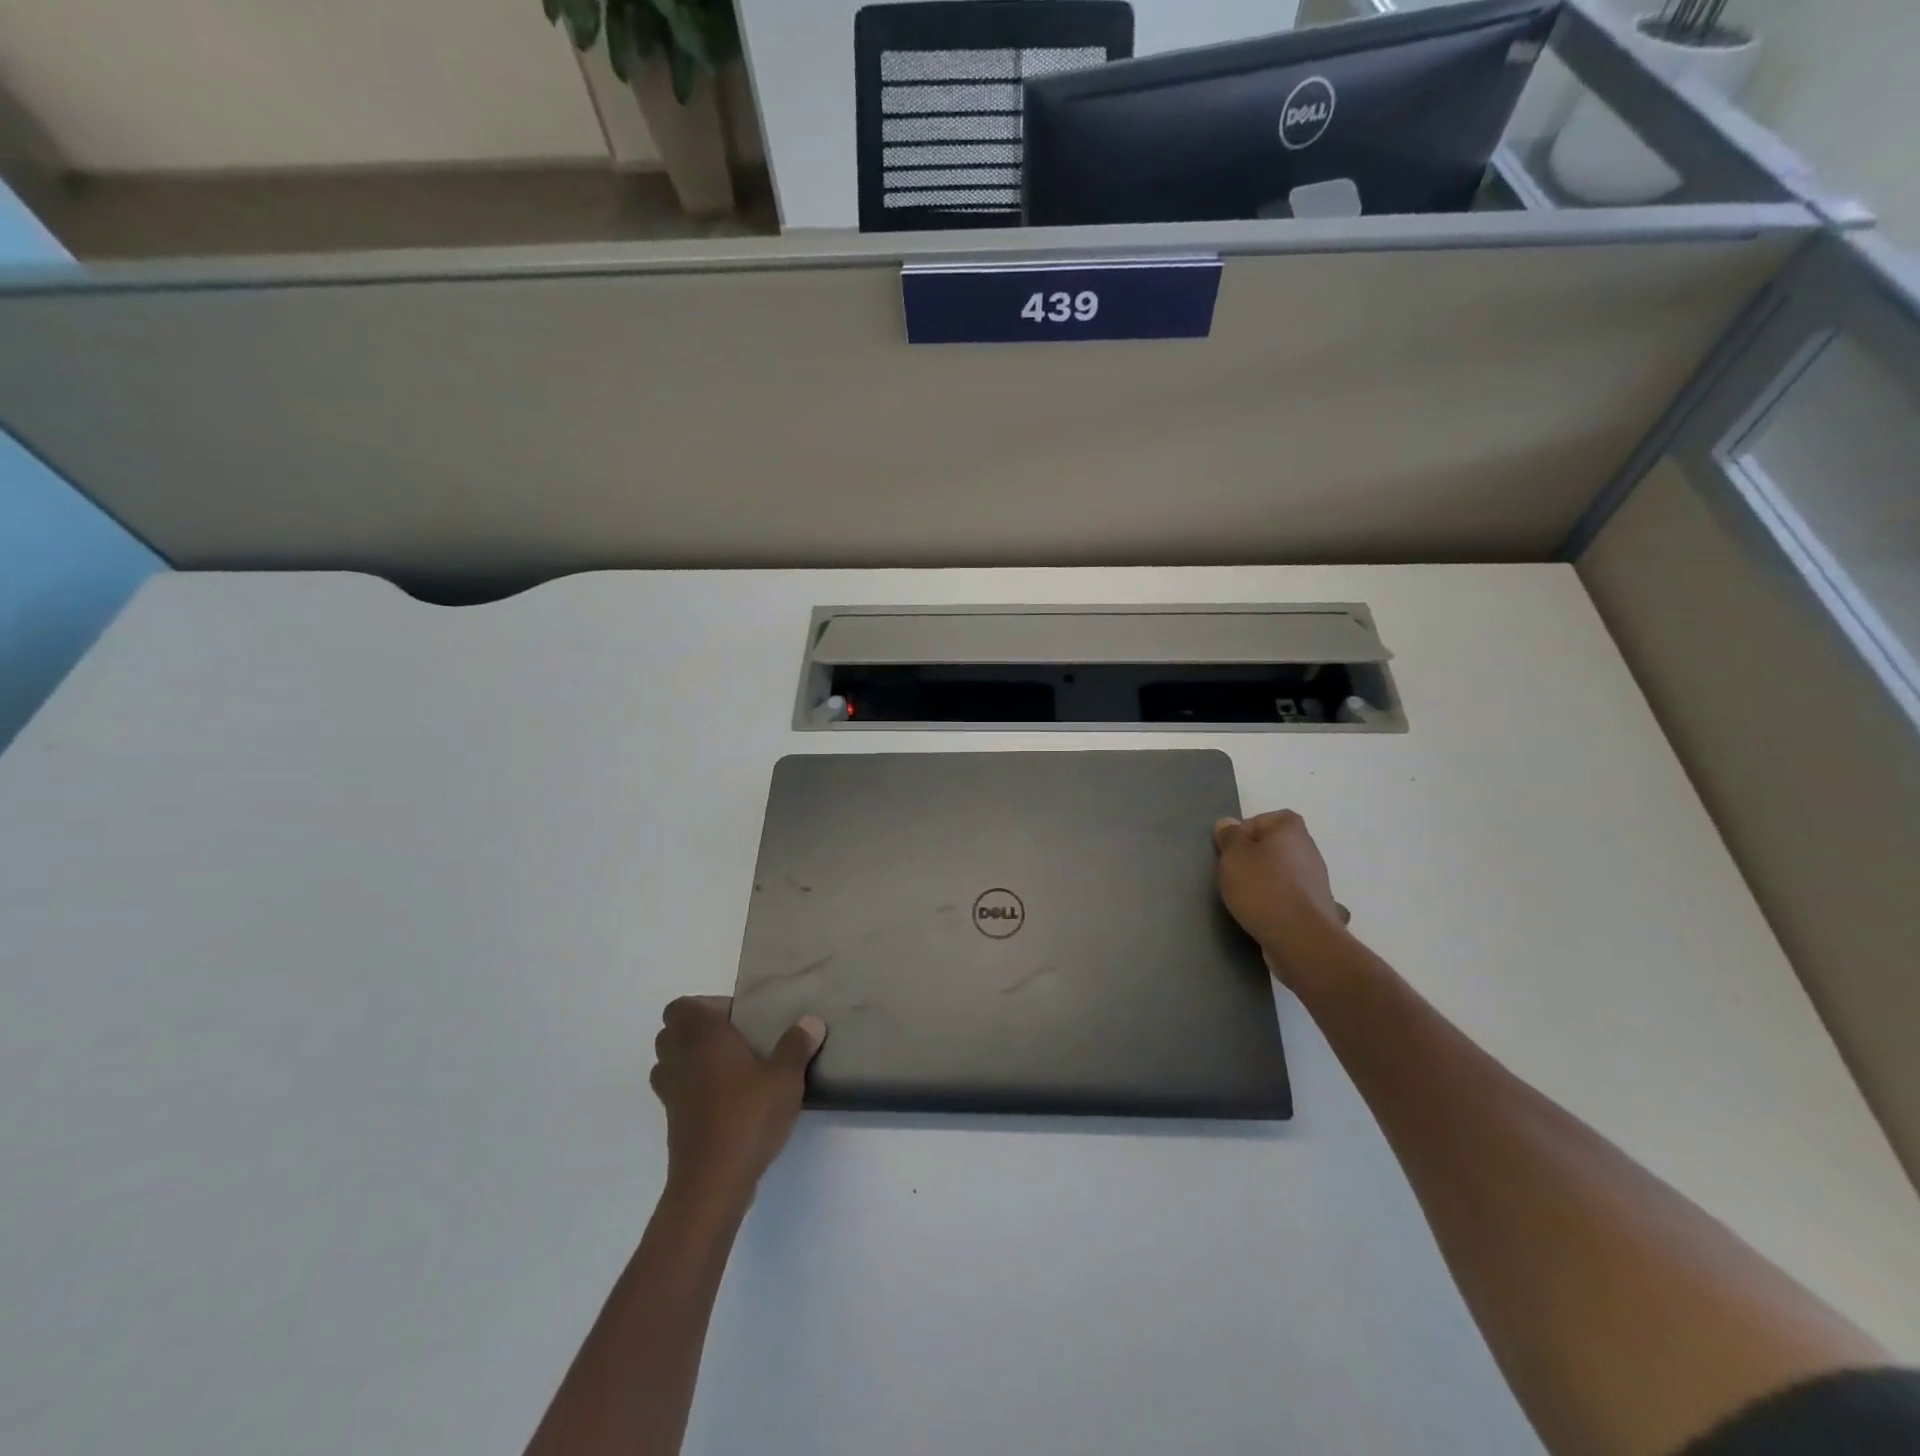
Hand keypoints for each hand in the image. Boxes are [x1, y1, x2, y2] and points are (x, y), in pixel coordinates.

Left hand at [650, 997, 826, 1201]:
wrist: (712, 1182)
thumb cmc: (747, 1117)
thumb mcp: (784, 1077)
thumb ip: (796, 1046)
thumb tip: (810, 1021)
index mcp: (702, 1037)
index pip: (682, 1006)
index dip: (706, 1006)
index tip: (739, 1018)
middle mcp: (679, 1058)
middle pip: (672, 1031)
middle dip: (698, 1030)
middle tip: (736, 1039)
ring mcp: (671, 1092)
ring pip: (670, 1061)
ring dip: (691, 1058)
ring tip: (730, 1066)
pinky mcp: (673, 1121)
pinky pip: (677, 1090)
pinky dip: (693, 1086)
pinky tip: (726, 1098)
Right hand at [1214, 810, 1351, 986]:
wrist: (1300, 938)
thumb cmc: (1263, 888)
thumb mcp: (1233, 856)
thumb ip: (1229, 836)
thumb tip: (1229, 824)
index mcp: (1291, 830)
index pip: (1265, 819)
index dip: (1245, 831)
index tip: (1230, 851)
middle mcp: (1309, 851)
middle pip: (1275, 846)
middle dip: (1254, 858)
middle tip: (1234, 874)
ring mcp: (1317, 881)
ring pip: (1284, 873)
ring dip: (1268, 882)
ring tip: (1246, 898)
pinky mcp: (1317, 909)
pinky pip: (1292, 898)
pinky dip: (1280, 903)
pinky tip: (1266, 915)